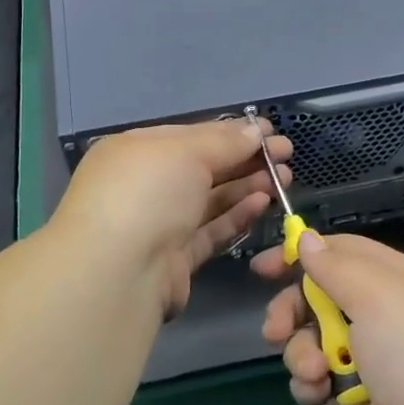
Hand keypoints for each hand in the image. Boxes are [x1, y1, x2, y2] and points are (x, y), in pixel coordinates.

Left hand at [51, 119, 291, 318]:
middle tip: (286, 155)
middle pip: (204, 167)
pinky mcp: (176, 258)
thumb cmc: (146, 193)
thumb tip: (255, 131)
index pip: (192, 135)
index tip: (269, 131)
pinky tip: (263, 202)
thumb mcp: (186, 152)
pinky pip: (212, 230)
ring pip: (211, 199)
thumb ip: (225, 141)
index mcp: (137, 150)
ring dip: (247, 186)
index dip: (232, 132)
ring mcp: (160, 223)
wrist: (117, 273)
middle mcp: (146, 185)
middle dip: (246, 159)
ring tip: (283, 178)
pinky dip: (237, 216)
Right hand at [255, 232, 403, 404]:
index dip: (301, 254)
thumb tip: (307, 238)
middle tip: (275, 330)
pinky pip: (318, 383)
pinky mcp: (356, 402)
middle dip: (291, 312)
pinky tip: (320, 395)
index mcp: (394, 281)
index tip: (262, 268)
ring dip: (302, 354)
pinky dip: (312, 387)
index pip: (340, 252)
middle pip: (318, 298)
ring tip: (316, 372)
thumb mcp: (378, 297)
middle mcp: (381, 315)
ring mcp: (369, 361)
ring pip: (312, 342)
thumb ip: (336, 267)